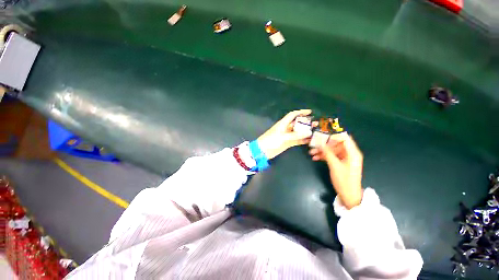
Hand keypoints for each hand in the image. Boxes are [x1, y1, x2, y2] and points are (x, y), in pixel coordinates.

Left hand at [257, 109, 312, 159]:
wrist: (263, 151)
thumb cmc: (271, 141)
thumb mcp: (283, 137)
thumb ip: (295, 135)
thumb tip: (309, 132)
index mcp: (283, 124)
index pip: (292, 115)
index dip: (301, 112)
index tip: (310, 112)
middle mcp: (286, 128)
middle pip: (297, 123)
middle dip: (306, 123)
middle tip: (316, 124)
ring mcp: (287, 136)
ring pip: (298, 132)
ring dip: (306, 132)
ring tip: (315, 132)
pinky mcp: (287, 143)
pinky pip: (297, 140)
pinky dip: (303, 140)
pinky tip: (310, 141)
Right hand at [309, 134, 362, 208]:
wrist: (349, 194)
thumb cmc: (344, 180)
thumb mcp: (335, 166)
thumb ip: (328, 153)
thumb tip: (320, 143)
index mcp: (352, 152)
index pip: (344, 137)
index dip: (334, 134)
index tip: (323, 133)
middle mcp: (349, 153)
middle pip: (336, 143)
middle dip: (324, 144)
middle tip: (314, 144)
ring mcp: (344, 158)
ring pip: (332, 150)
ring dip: (322, 151)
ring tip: (311, 153)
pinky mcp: (340, 162)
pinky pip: (331, 156)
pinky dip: (324, 156)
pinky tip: (315, 158)